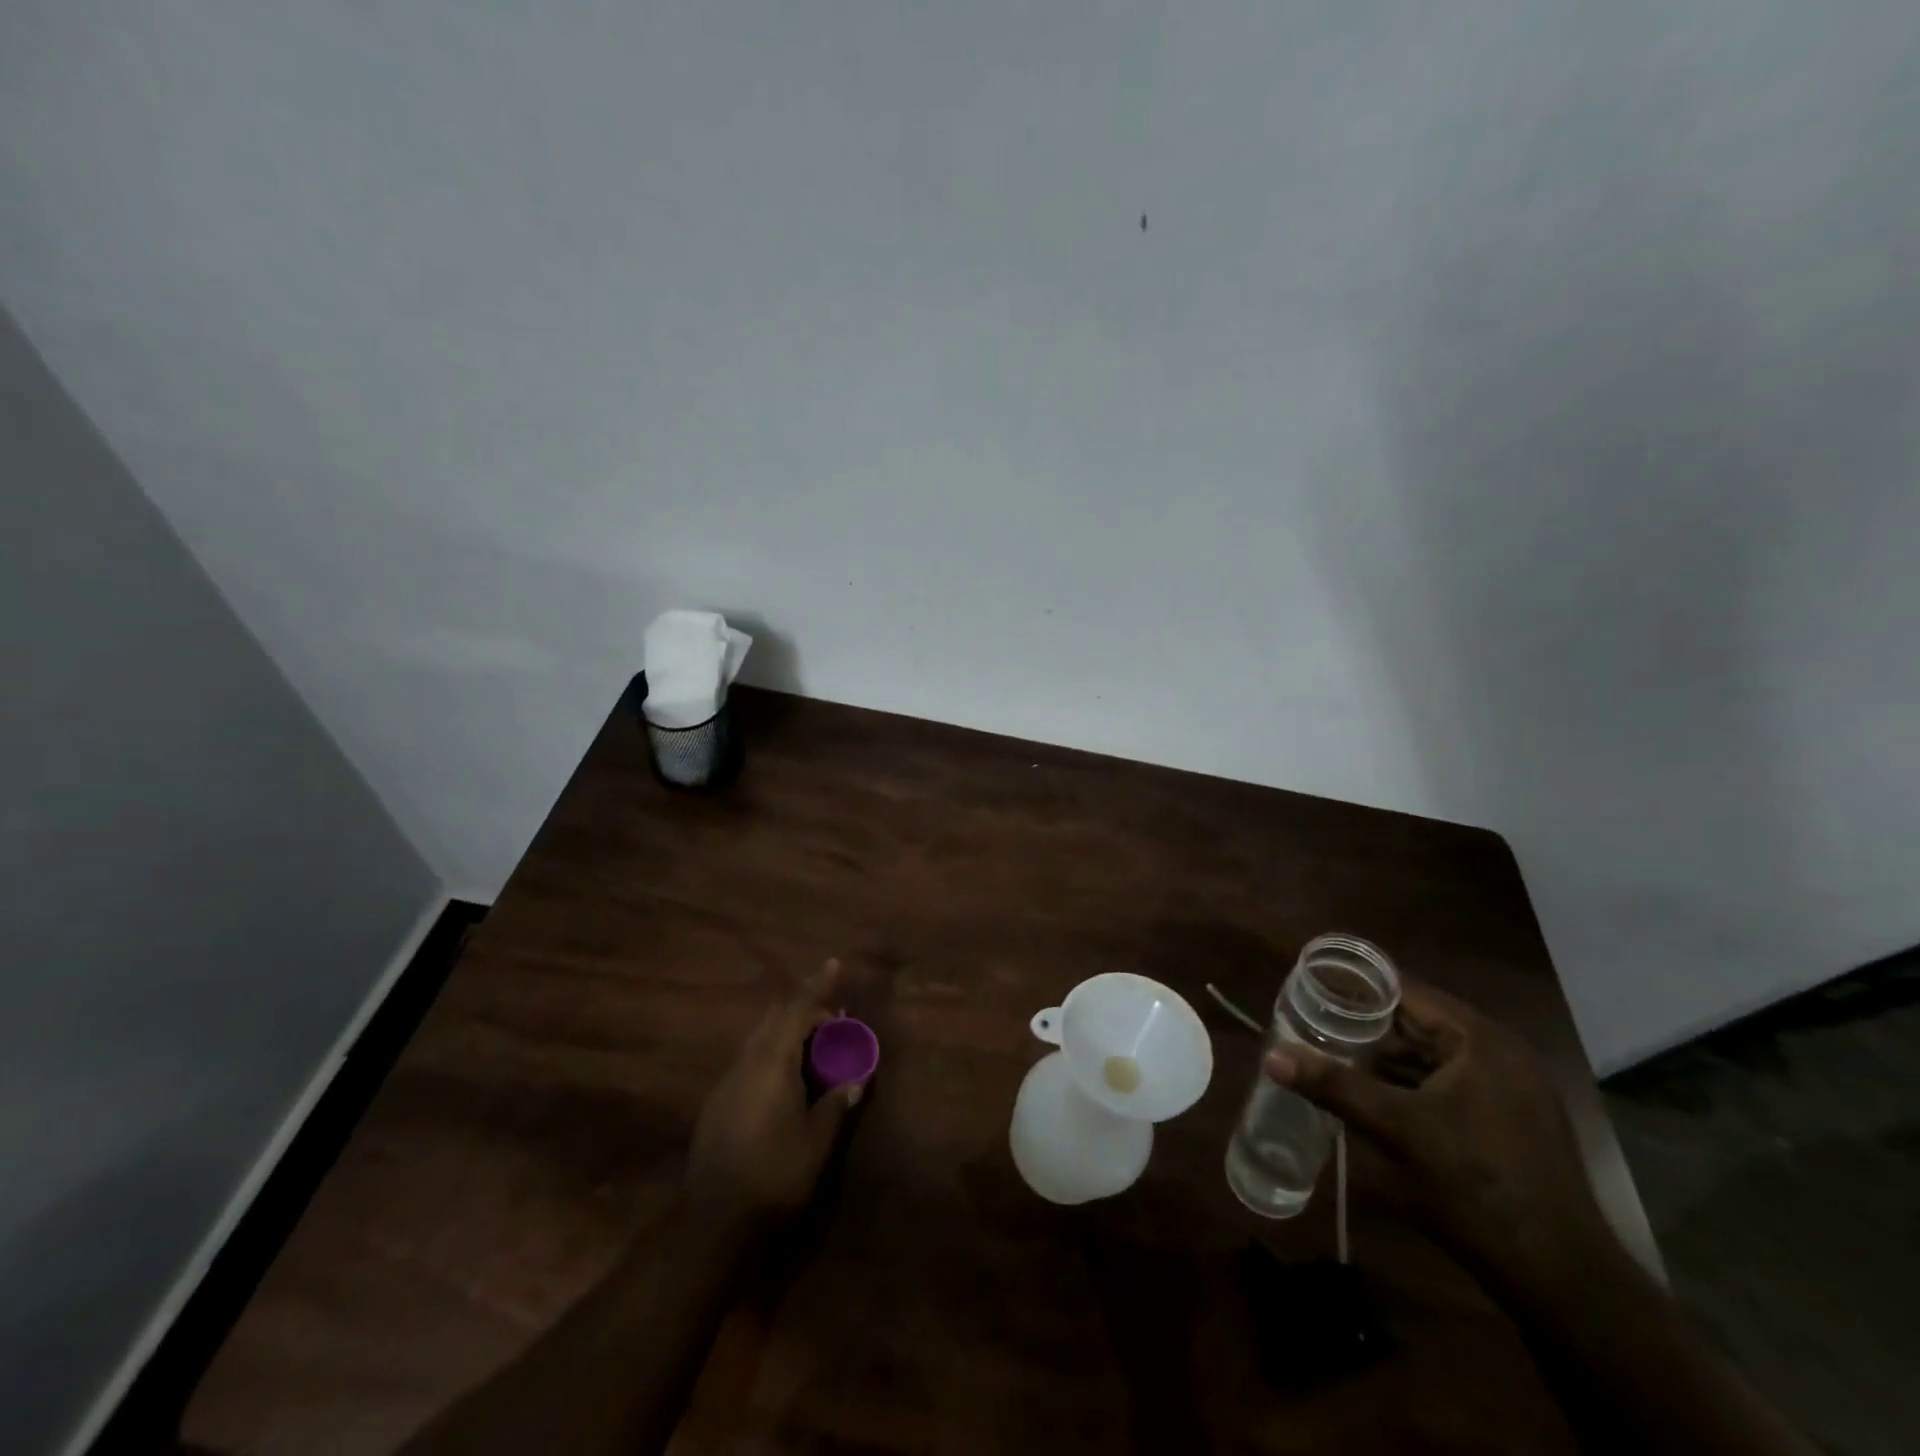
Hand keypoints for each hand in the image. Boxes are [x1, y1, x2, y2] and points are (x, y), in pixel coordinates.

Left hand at [684, 959, 864, 1231]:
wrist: (713, 1221)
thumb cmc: (774, 1174)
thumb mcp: (816, 1140)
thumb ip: (836, 1103)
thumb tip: (855, 1079)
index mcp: (772, 1062)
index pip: (797, 1010)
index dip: (817, 986)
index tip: (833, 964)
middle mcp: (746, 1062)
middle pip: (775, 1018)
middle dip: (804, 1011)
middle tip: (833, 1023)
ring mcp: (727, 1081)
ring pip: (760, 1038)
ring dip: (787, 1033)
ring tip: (814, 1051)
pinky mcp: (718, 1103)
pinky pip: (750, 1059)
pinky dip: (773, 1054)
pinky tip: (786, 1082)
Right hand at [1266, 979, 1611, 1289]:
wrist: (1563, 1280)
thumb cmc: (1478, 1188)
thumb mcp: (1398, 1131)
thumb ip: (1334, 1086)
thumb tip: (1272, 1055)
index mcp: (1479, 1040)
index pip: (1404, 992)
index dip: (1354, 989)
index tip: (1307, 989)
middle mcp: (1498, 1053)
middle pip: (1415, 1023)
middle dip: (1362, 1027)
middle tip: (1309, 1026)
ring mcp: (1508, 1090)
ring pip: (1428, 1057)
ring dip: (1382, 1059)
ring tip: (1328, 1058)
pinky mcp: (1507, 1122)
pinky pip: (1445, 1085)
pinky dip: (1407, 1086)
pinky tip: (1370, 1098)